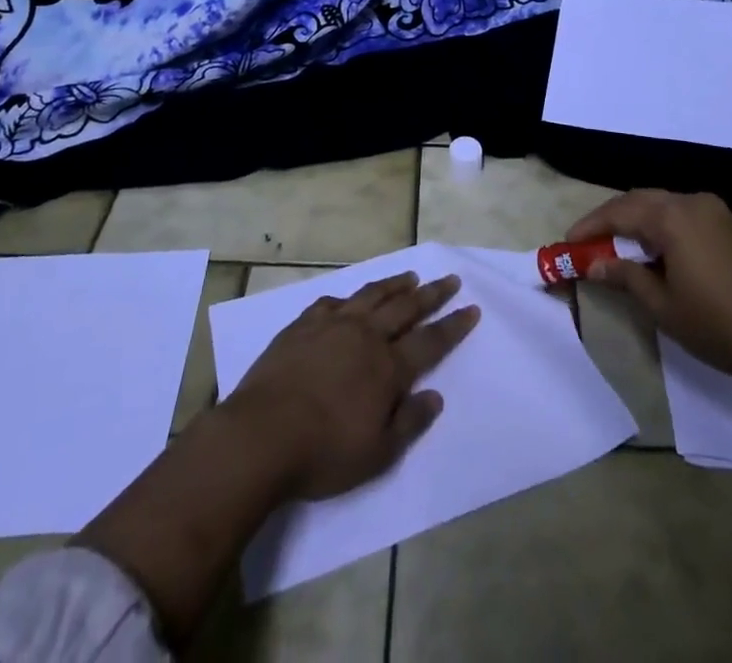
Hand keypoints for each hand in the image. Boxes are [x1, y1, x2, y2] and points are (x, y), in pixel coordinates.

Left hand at [226, 271, 479, 500]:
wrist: (260, 435)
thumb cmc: (323, 452)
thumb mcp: (377, 454)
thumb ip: (409, 422)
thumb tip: (435, 396)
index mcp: (387, 368)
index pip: (430, 341)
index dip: (453, 325)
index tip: (471, 307)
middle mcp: (365, 336)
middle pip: (406, 308)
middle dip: (432, 294)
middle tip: (450, 279)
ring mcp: (332, 325)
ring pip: (371, 296)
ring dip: (395, 285)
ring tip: (410, 276)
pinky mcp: (302, 326)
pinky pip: (332, 302)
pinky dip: (349, 297)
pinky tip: (350, 300)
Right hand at [568, 189, 731, 382]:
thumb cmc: (718, 324)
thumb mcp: (662, 305)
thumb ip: (625, 277)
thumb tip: (596, 263)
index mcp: (673, 217)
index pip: (619, 212)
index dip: (590, 226)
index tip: (568, 242)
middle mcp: (691, 203)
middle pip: (639, 201)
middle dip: (610, 219)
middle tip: (586, 243)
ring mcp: (713, 212)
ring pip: (660, 205)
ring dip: (634, 221)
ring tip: (613, 247)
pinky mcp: (726, 225)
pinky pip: (680, 214)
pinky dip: (657, 226)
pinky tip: (650, 251)